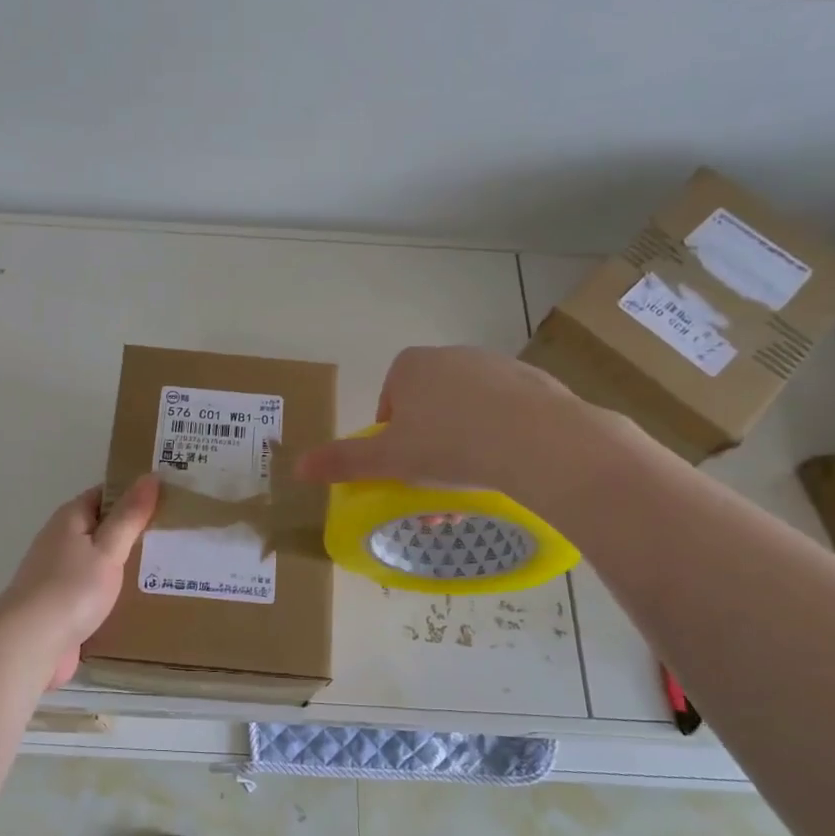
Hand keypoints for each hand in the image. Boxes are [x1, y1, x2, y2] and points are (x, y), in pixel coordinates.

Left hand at [0, 477, 159, 688]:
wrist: (30, 644)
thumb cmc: (72, 589)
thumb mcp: (108, 548)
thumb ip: (130, 515)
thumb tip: (150, 476)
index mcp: (70, 519)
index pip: (105, 495)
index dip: (134, 494)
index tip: (168, 500)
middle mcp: (60, 541)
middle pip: (102, 528)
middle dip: (133, 532)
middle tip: (174, 536)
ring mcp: (58, 575)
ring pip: (98, 561)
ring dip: (124, 565)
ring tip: (165, 569)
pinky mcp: (60, 606)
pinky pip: (93, 590)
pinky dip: (113, 592)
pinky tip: (138, 601)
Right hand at [293, 346, 633, 514]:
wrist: (538, 441)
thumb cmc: (450, 445)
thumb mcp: (389, 460)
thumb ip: (343, 461)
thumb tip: (296, 468)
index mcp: (411, 366)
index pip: (390, 400)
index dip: (392, 436)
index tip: (404, 465)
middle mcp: (452, 356)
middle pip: (429, 405)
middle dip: (429, 442)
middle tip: (437, 479)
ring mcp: (497, 365)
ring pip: (468, 410)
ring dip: (465, 441)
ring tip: (474, 480)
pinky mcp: (535, 381)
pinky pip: (506, 412)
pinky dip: (502, 435)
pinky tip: (509, 464)